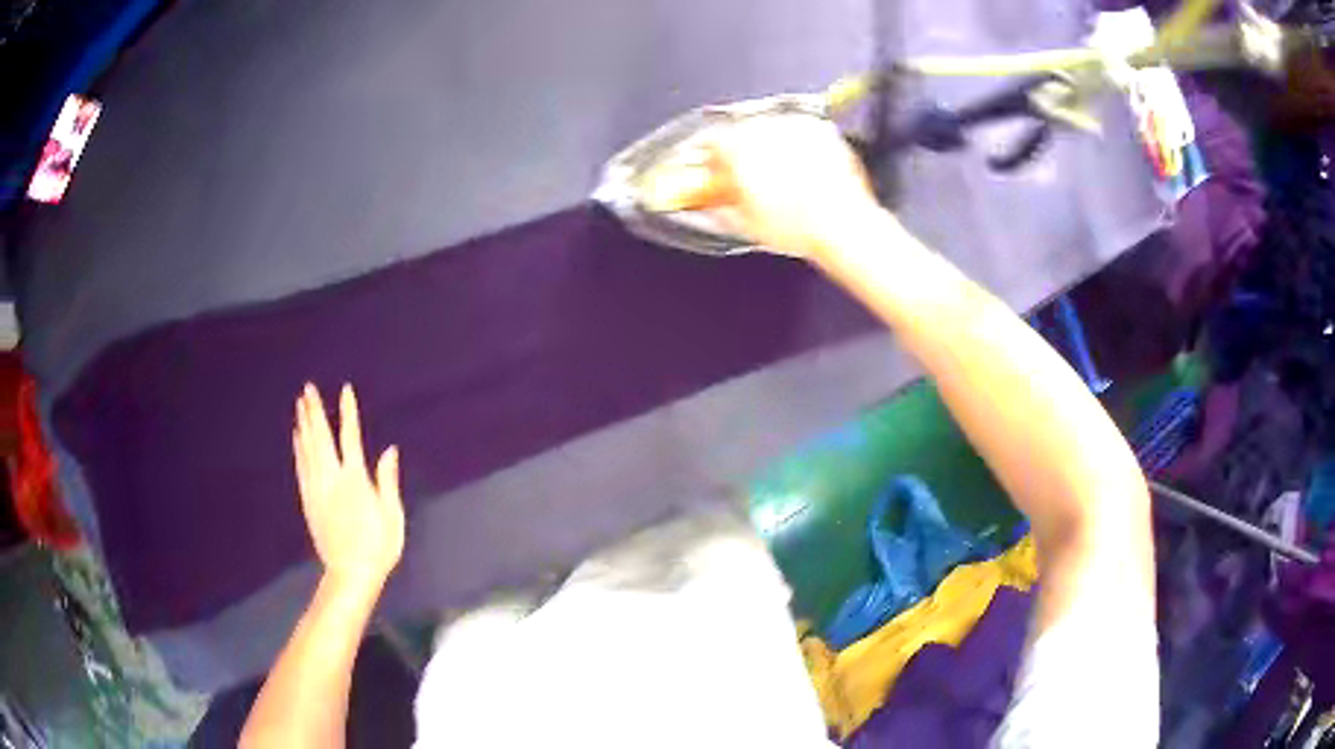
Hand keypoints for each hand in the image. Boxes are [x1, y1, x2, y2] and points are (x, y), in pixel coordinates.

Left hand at [293, 384, 404, 589]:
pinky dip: (298, 448)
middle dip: (315, 411)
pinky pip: (301, 467)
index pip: (351, 437)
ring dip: (304, 424)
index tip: (345, 390)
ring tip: (300, 404)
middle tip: (308, 388)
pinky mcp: (309, 501)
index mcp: (355, 480)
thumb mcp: (392, 516)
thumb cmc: (378, 547)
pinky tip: (297, 437)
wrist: (351, 573)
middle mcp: (332, 479)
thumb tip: (389, 450)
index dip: (348, 412)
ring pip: (308, 449)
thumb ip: (388, 481)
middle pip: (321, 438)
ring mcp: (317, 489)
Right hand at [642, 113, 882, 259]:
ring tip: (780, 175)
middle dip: (741, 150)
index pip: (710, 141)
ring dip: (770, 145)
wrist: (843, 224)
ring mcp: (794, 124)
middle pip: (741, 131)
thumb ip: (719, 207)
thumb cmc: (799, 225)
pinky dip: (797, 145)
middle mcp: (764, 126)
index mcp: (737, 146)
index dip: (709, 157)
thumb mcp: (746, 224)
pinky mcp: (821, 128)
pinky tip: (803, 169)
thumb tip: (708, 206)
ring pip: (771, 128)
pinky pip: (800, 131)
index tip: (713, 168)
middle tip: (748, 174)